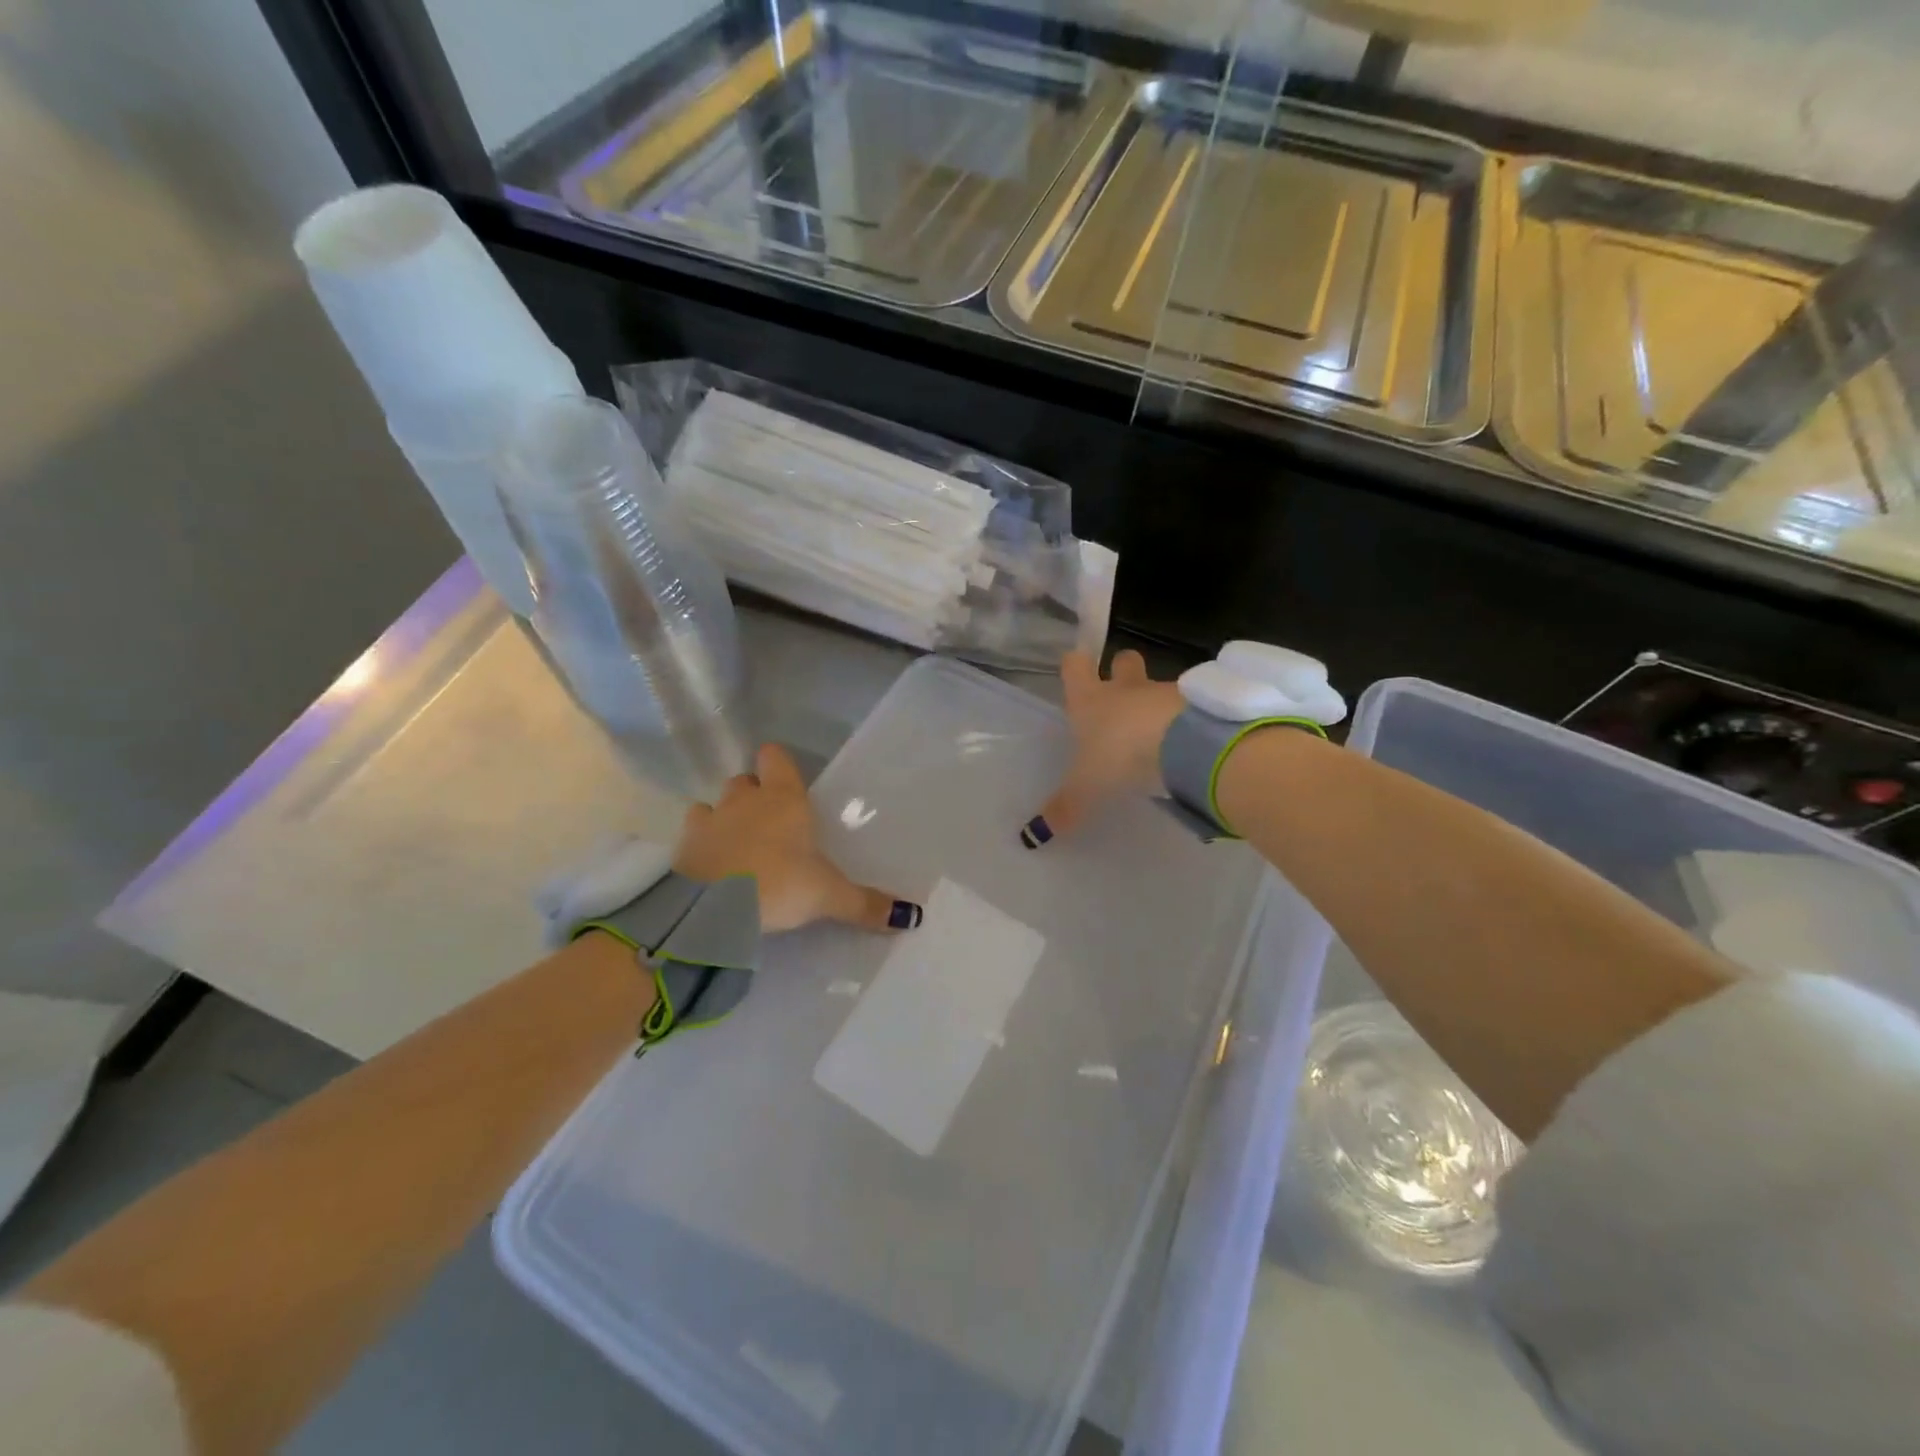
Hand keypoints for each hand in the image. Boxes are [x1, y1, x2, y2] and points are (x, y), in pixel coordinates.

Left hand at [674, 743, 921, 933]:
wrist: (711, 908)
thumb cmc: (778, 884)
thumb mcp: (828, 896)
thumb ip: (866, 904)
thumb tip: (914, 917)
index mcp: (783, 799)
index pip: (775, 758)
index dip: (778, 765)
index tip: (786, 781)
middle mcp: (744, 800)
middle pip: (745, 781)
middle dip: (754, 795)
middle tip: (769, 824)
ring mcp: (709, 819)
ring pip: (715, 804)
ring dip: (723, 817)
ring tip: (737, 845)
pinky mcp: (682, 846)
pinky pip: (692, 834)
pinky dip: (700, 844)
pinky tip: (710, 866)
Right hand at [1021, 649, 1183, 846]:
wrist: (1184, 743)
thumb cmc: (1121, 755)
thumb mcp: (1087, 787)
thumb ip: (1065, 808)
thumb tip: (1033, 836)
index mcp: (1091, 701)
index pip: (1075, 666)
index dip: (1075, 667)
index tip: (1076, 671)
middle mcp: (1125, 689)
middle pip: (1123, 660)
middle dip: (1122, 670)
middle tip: (1122, 696)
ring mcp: (1164, 692)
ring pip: (1157, 687)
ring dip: (1156, 704)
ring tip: (1158, 737)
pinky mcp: (1198, 703)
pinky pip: (1188, 706)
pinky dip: (1186, 721)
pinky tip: (1187, 747)